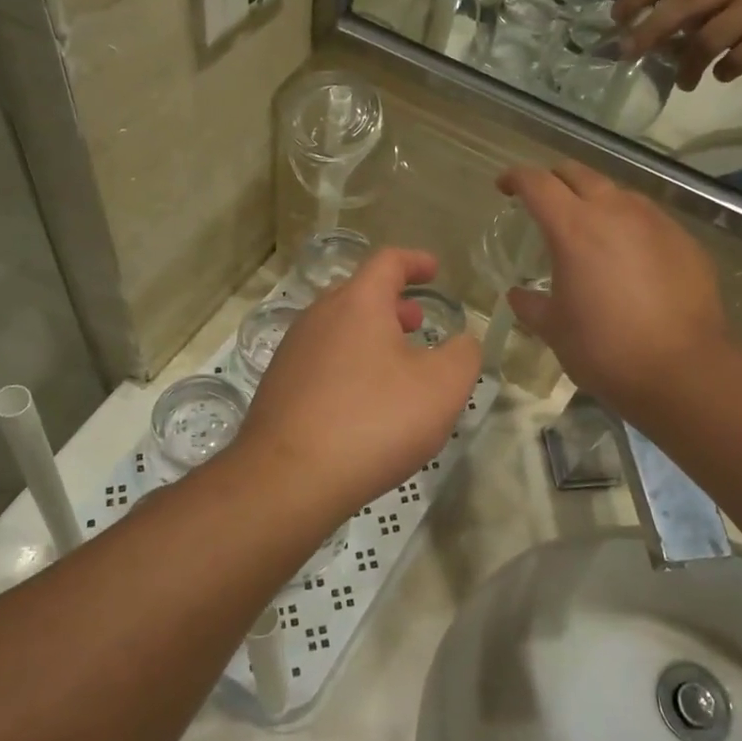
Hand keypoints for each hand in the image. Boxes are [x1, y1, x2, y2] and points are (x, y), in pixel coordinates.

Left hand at [236, 249, 480, 521]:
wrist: (288, 479)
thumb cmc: (373, 421)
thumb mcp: (442, 388)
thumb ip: (463, 355)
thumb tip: (463, 343)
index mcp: (357, 303)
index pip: (387, 261)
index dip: (415, 261)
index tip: (435, 271)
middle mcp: (318, 316)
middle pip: (358, 294)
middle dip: (392, 303)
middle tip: (417, 323)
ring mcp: (292, 352)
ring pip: (338, 328)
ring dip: (370, 336)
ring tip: (395, 365)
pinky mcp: (278, 387)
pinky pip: (322, 361)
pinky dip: (349, 365)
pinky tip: (362, 402)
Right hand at [497, 163, 730, 412]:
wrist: (683, 370)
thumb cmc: (605, 349)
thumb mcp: (555, 330)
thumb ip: (531, 305)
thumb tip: (518, 294)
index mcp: (573, 228)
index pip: (537, 183)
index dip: (516, 178)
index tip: (505, 186)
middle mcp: (615, 211)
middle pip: (578, 173)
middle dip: (555, 180)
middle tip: (544, 201)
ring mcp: (655, 222)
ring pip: (618, 192)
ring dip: (596, 199)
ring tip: (589, 227)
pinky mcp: (685, 240)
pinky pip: (649, 219)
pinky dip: (629, 225)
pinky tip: (630, 257)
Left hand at [613, 0, 741, 88]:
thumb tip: (649, 31)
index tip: (616, 19)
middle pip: (680, 9)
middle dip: (649, 33)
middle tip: (630, 54)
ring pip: (706, 41)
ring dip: (687, 66)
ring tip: (684, 82)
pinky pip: (739, 60)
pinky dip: (725, 71)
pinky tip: (723, 74)